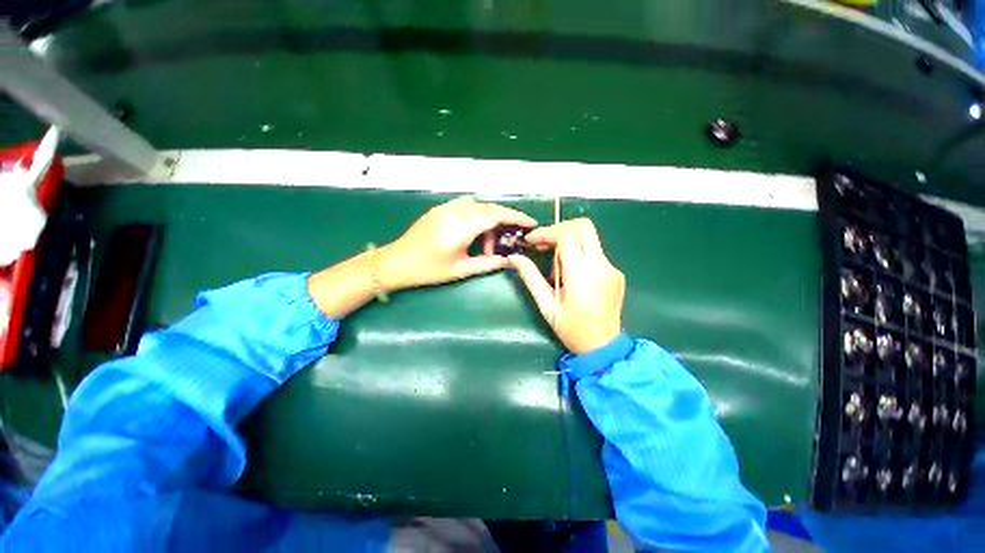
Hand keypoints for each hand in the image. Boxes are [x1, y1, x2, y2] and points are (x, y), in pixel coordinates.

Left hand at [379, 196, 536, 291]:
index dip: (516, 217)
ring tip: (492, 240)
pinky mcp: (440, 209)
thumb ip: (488, 263)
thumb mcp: (461, 269)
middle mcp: (455, 211)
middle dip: (506, 219)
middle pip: (489, 208)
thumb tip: (510, 260)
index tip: (531, 223)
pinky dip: (478, 215)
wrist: (396, 263)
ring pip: (479, 206)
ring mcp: (446, 207)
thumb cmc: (428, 270)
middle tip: (515, 235)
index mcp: (461, 226)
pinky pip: (466, 205)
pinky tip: (477, 231)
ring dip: (491, 218)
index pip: (496, 215)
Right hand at [509, 218, 624, 354]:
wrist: (603, 347)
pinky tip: (570, 272)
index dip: (546, 232)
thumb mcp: (546, 305)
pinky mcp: (615, 272)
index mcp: (582, 275)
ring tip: (554, 262)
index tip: (531, 241)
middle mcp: (601, 266)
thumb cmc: (571, 330)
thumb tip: (514, 257)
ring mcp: (611, 268)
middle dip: (560, 228)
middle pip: (583, 226)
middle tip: (544, 243)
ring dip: (568, 240)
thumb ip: (531, 277)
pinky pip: (595, 252)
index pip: (567, 235)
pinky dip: (578, 253)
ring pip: (590, 237)